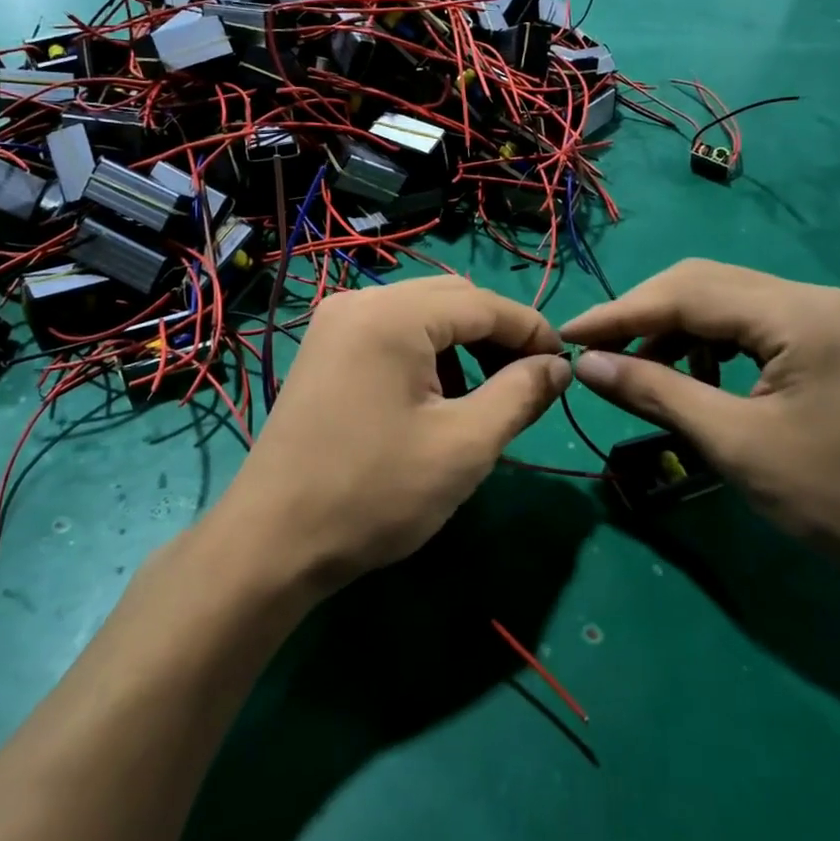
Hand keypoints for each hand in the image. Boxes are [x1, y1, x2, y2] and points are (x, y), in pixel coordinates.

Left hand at [219, 276, 569, 594]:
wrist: (273, 541)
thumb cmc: (375, 493)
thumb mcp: (465, 446)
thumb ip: (521, 395)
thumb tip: (558, 366)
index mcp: (392, 315)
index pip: (483, 304)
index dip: (532, 331)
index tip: (565, 367)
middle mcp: (359, 301)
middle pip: (451, 299)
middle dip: (497, 335)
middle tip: (528, 382)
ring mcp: (334, 324)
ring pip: (420, 314)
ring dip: (461, 344)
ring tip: (482, 397)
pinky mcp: (323, 350)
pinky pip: (390, 333)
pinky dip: (425, 354)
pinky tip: (434, 398)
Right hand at [561, 260, 839, 589]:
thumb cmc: (835, 498)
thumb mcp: (732, 443)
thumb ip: (654, 391)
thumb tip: (585, 363)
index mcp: (795, 313)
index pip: (685, 293)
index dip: (619, 313)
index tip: (565, 334)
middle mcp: (809, 297)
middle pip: (703, 283)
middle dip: (642, 313)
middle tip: (594, 350)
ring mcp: (822, 317)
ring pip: (724, 301)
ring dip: (673, 329)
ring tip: (637, 370)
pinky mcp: (825, 342)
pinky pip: (748, 324)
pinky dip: (707, 344)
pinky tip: (692, 376)